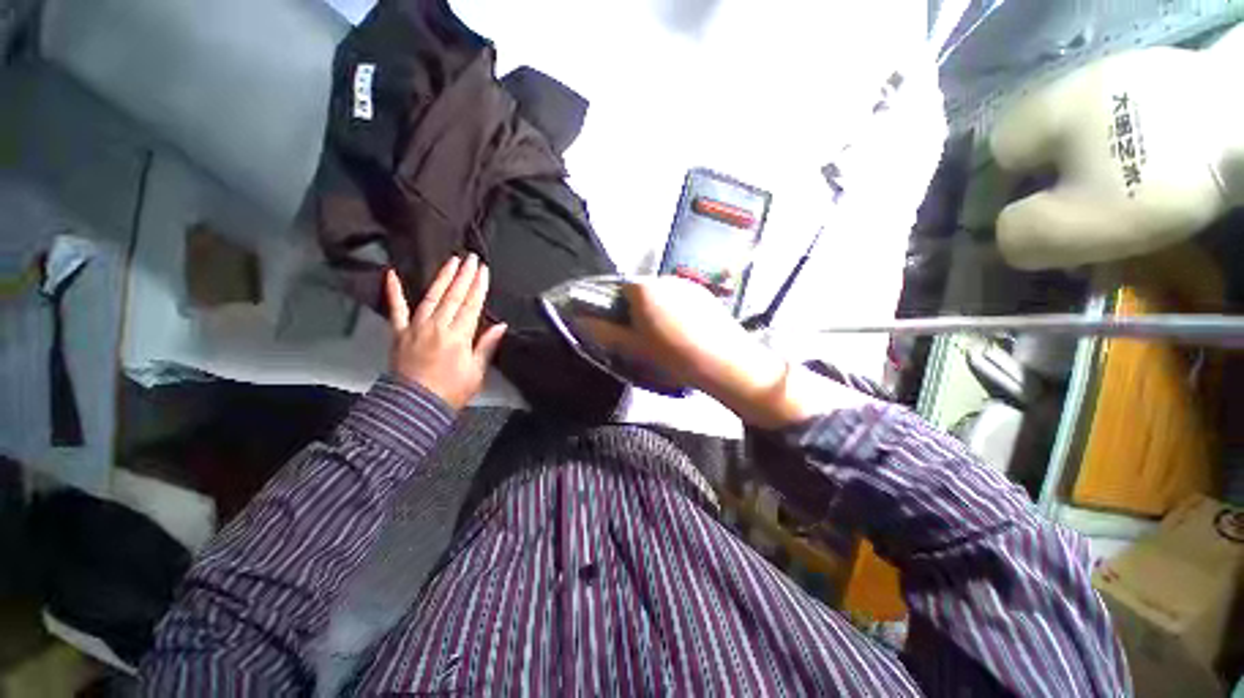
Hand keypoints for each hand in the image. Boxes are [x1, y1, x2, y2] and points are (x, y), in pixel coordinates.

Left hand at [385, 255, 506, 409]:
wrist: (414, 407)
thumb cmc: (450, 392)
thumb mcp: (476, 372)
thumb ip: (487, 345)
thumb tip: (500, 326)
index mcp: (459, 336)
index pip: (472, 305)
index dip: (479, 286)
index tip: (484, 270)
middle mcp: (438, 326)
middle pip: (454, 296)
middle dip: (464, 275)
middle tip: (471, 258)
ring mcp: (416, 327)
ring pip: (432, 296)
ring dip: (443, 277)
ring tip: (451, 261)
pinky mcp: (400, 333)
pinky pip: (396, 309)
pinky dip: (393, 291)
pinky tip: (391, 274)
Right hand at [584, 276, 800, 426]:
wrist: (724, 363)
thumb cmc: (674, 356)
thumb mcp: (633, 348)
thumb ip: (603, 332)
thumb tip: (581, 321)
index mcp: (643, 288)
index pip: (616, 289)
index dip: (614, 309)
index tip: (620, 329)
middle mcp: (663, 278)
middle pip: (639, 291)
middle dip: (635, 310)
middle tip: (642, 336)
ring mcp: (686, 284)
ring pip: (660, 294)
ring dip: (655, 310)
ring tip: (666, 337)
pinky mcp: (704, 293)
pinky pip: (679, 297)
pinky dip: (674, 310)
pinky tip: (684, 332)